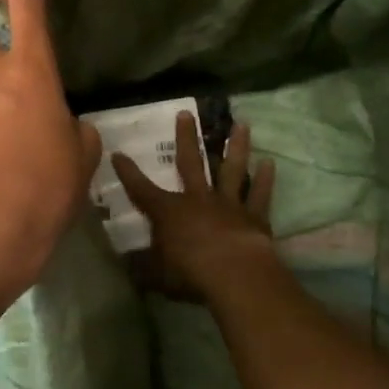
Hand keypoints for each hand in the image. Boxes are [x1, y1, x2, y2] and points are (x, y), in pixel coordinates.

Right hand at [112, 112, 277, 302]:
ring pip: (232, 169)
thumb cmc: (190, 274)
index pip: (142, 189)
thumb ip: (143, 267)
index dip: (128, 173)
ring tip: (241, 124)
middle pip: (190, 162)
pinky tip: (269, 162)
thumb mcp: (157, 275)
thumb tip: (127, 264)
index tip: (118, 154)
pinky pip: (260, 194)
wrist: (236, 276)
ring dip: (236, 147)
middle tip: (186, 113)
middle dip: (186, 138)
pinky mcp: (254, 217)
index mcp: (169, 212)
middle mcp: (198, 199)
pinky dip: (265, 179)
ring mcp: (228, 205)